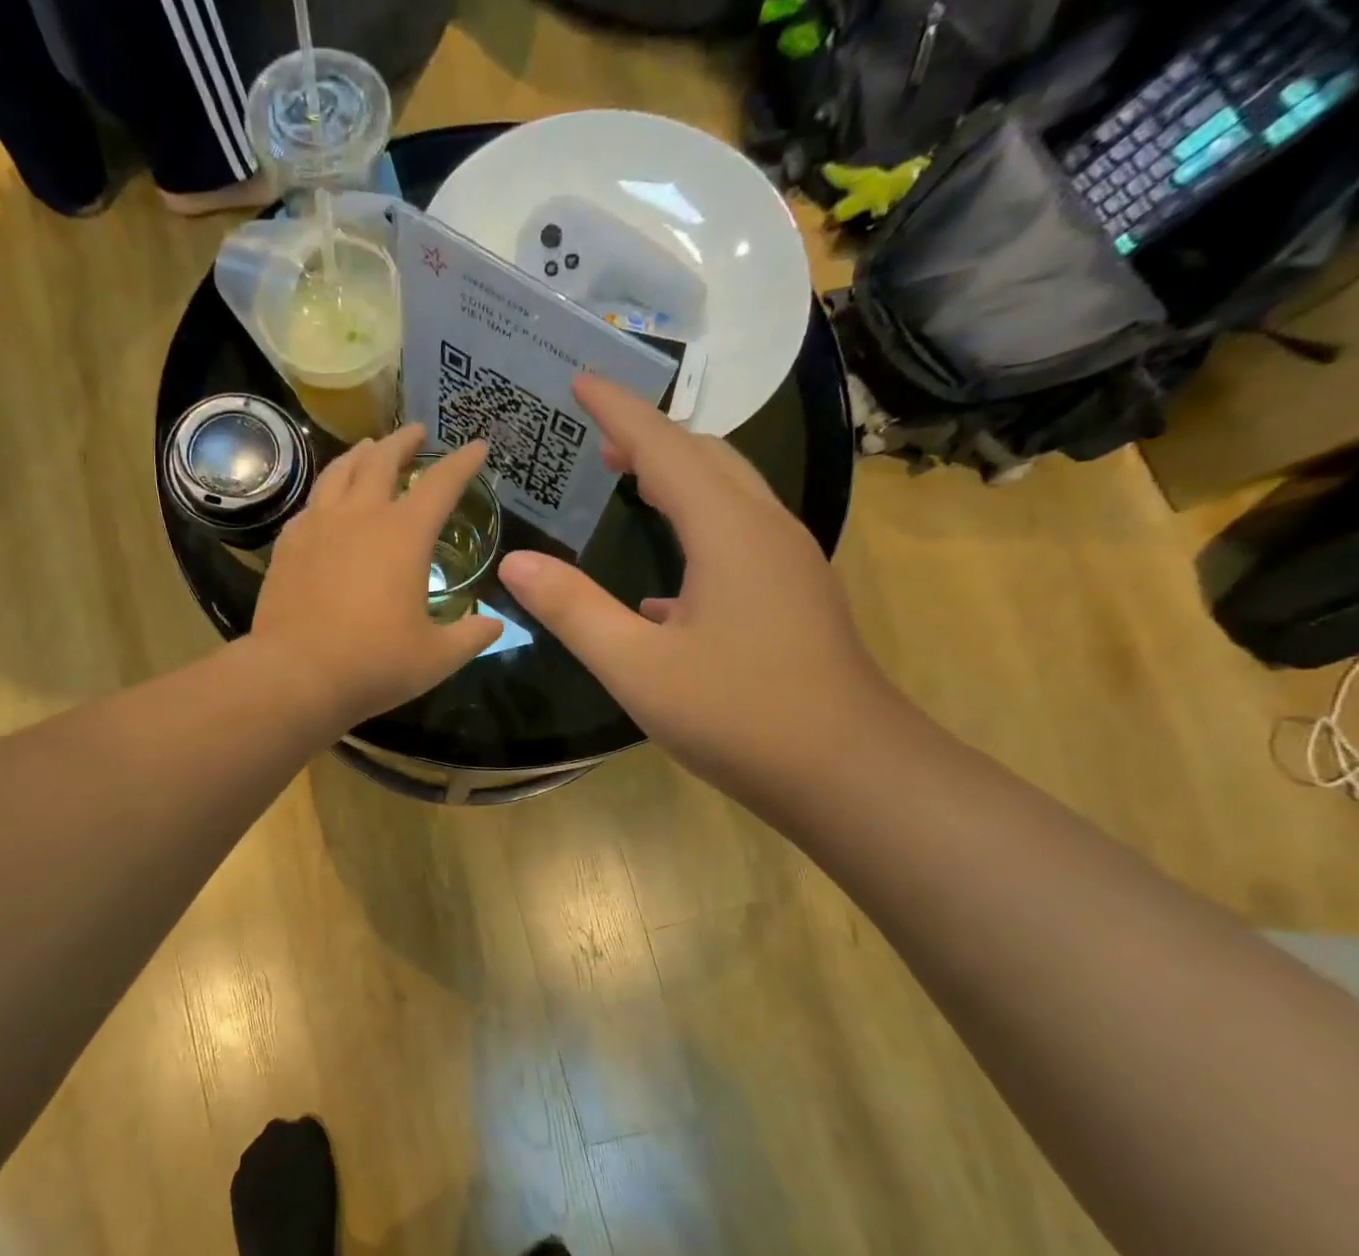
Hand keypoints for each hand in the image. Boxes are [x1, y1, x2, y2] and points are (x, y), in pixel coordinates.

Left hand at [250, 425, 502, 733]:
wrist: (296, 676)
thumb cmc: (374, 664)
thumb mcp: (436, 657)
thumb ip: (471, 637)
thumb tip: (496, 626)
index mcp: (404, 535)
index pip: (441, 484)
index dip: (463, 462)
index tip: (477, 446)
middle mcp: (360, 517)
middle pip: (382, 460)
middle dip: (404, 441)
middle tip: (416, 432)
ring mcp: (317, 527)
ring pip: (339, 472)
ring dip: (360, 454)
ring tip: (369, 448)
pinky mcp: (287, 546)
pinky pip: (310, 504)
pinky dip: (326, 492)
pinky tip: (327, 502)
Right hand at [497, 375, 894, 803]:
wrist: (845, 770)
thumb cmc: (738, 714)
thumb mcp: (637, 667)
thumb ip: (574, 610)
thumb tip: (515, 562)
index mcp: (728, 531)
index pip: (666, 447)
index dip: (620, 410)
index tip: (580, 379)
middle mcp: (765, 530)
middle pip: (706, 458)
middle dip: (651, 435)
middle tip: (599, 432)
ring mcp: (786, 564)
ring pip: (728, 495)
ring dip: (677, 476)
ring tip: (628, 478)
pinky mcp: (792, 597)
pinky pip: (737, 538)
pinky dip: (695, 527)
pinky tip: (663, 581)